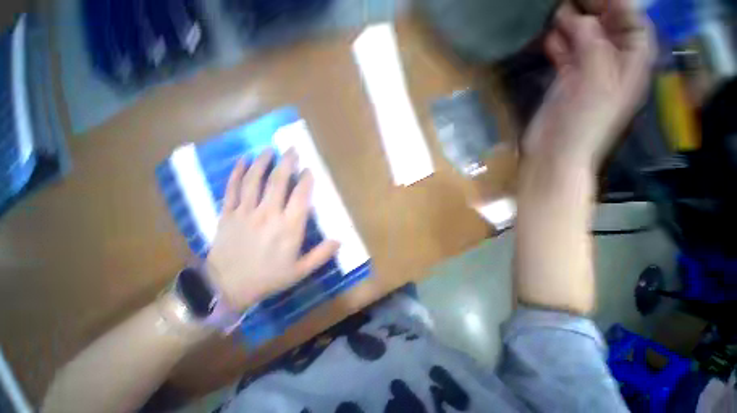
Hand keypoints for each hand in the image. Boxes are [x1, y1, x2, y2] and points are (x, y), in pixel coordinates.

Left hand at [205, 149, 339, 311]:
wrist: (227, 287)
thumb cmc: (268, 278)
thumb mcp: (300, 271)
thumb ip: (321, 254)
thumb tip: (340, 241)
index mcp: (289, 227)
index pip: (301, 196)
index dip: (306, 180)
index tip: (309, 170)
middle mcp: (269, 214)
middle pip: (278, 181)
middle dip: (287, 163)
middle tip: (291, 150)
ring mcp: (246, 212)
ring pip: (255, 180)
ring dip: (263, 162)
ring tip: (269, 150)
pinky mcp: (228, 213)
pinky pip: (232, 188)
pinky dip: (237, 172)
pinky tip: (243, 161)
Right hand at [523, 0, 655, 167]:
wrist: (553, 153)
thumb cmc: (581, 123)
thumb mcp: (595, 81)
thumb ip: (592, 45)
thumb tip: (576, 18)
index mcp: (630, 65)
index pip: (633, 24)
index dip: (618, 5)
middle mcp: (612, 65)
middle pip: (609, 29)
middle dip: (593, 11)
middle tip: (570, 0)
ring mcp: (588, 74)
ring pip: (585, 40)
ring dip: (573, 26)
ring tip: (557, 12)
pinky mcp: (566, 84)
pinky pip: (567, 56)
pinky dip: (559, 45)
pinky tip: (550, 38)